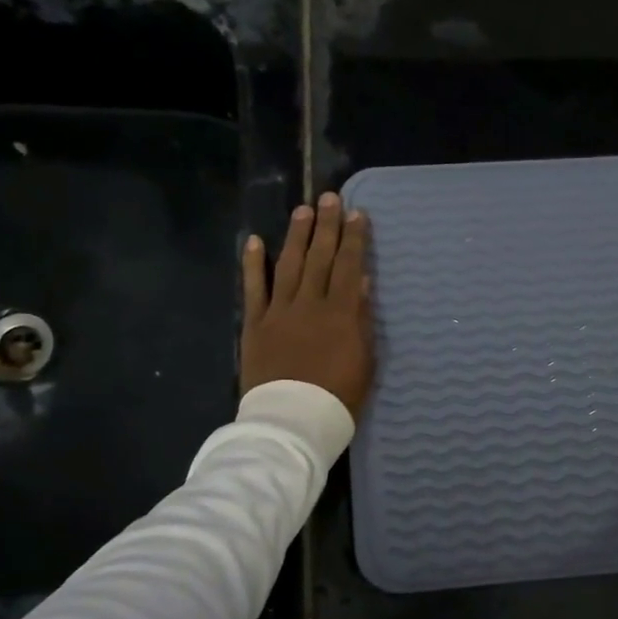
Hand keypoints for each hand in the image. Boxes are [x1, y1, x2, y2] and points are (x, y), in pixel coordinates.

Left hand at [242, 193, 374, 417]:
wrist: (292, 420)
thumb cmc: (338, 396)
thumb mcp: (364, 360)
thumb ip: (361, 318)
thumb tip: (360, 281)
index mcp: (340, 313)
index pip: (348, 266)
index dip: (353, 238)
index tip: (357, 214)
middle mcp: (308, 303)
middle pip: (319, 257)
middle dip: (326, 226)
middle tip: (330, 198)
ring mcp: (278, 312)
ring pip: (289, 265)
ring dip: (296, 236)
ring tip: (302, 210)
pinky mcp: (255, 325)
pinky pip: (254, 289)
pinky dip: (253, 264)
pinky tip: (255, 241)